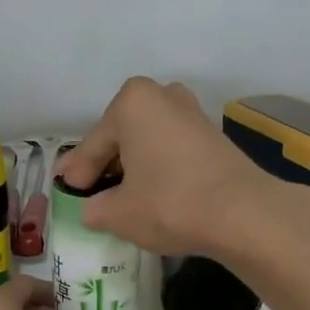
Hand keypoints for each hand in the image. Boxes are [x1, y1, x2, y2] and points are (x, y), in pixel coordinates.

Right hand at [58, 77, 280, 256]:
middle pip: (121, 136)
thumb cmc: (170, 203)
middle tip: (88, 190)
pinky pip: (171, 149)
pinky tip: (152, 190)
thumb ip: (96, 209)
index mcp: (132, 103)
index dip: (77, 171)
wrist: (244, 213)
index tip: (65, 188)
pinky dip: (158, 167)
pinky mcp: (213, 136)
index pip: (93, 145)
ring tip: (120, 193)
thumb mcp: (119, 214)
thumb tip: (92, 210)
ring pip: (148, 141)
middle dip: (105, 163)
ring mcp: (192, 113)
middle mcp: (162, 96)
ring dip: (133, 164)